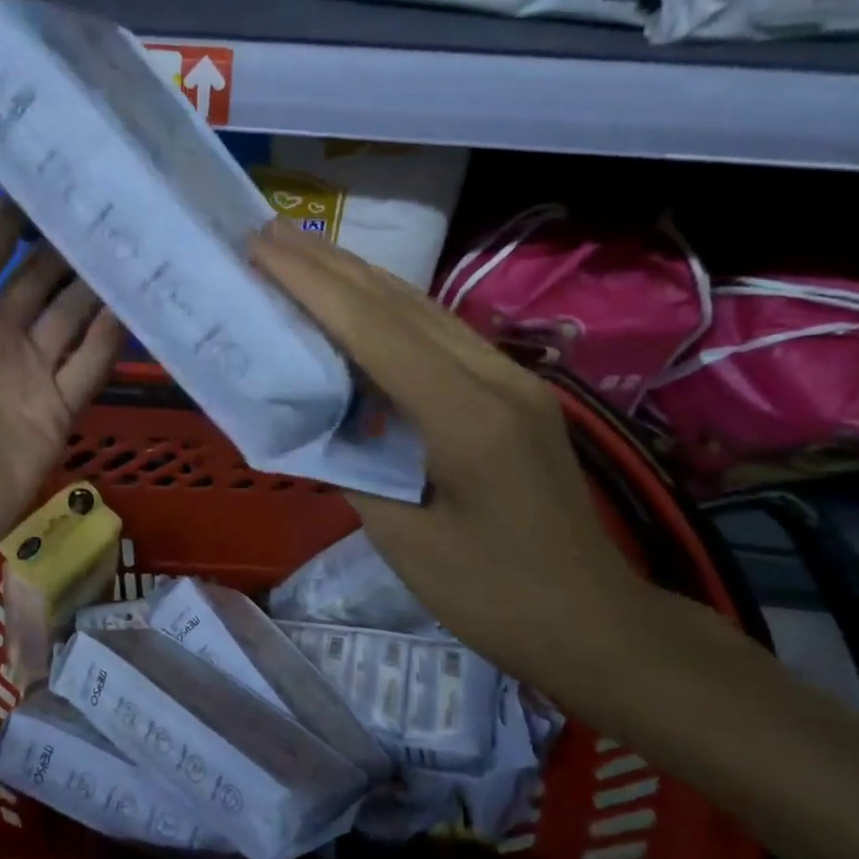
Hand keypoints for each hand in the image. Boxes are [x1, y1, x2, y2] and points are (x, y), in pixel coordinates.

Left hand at [0, 159, 125, 575]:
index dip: (14, 210)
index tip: (53, 169)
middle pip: (38, 277)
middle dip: (67, 243)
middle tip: (111, 200)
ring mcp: (28, 372)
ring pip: (71, 315)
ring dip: (97, 283)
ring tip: (135, 240)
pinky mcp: (57, 408)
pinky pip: (90, 364)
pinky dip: (112, 336)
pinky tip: (138, 302)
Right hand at [248, 222, 664, 692]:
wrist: (597, 624)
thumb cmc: (496, 598)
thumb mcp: (405, 543)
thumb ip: (353, 468)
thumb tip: (315, 420)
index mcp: (467, 418)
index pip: (376, 330)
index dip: (313, 286)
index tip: (261, 249)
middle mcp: (495, 379)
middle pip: (401, 303)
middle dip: (329, 264)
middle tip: (268, 234)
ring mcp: (511, 380)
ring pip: (423, 309)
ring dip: (357, 278)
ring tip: (301, 253)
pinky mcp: (513, 393)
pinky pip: (440, 335)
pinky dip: (387, 310)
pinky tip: (357, 305)